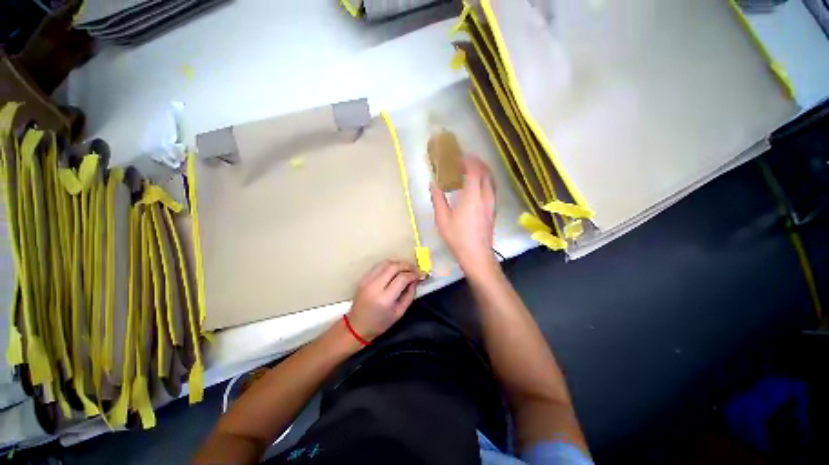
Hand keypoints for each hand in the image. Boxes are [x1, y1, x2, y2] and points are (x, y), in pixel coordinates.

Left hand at [347, 260, 419, 340]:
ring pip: (386, 263)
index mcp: (384, 299)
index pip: (402, 278)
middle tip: (415, 270)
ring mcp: (367, 280)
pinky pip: (379, 266)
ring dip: (398, 263)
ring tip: (406, 269)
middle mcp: (375, 286)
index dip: (413, 275)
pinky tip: (395, 270)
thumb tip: (415, 280)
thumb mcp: (399, 312)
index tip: (420, 275)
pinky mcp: (363, 278)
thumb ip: (409, 295)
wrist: (357, 326)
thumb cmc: (380, 323)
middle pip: (394, 267)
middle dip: (407, 266)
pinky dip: (390, 265)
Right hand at [430, 156, 496, 275]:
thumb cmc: (457, 237)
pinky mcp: (493, 209)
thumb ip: (438, 198)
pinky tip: (477, 185)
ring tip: (471, 169)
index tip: (458, 156)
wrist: (476, 255)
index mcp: (472, 196)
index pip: (473, 170)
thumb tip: (433, 184)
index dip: (467, 160)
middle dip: (476, 162)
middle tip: (464, 160)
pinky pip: (491, 187)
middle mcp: (485, 196)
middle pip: (485, 171)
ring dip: (482, 170)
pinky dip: (485, 179)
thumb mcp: (442, 219)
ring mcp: (491, 203)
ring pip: (491, 179)